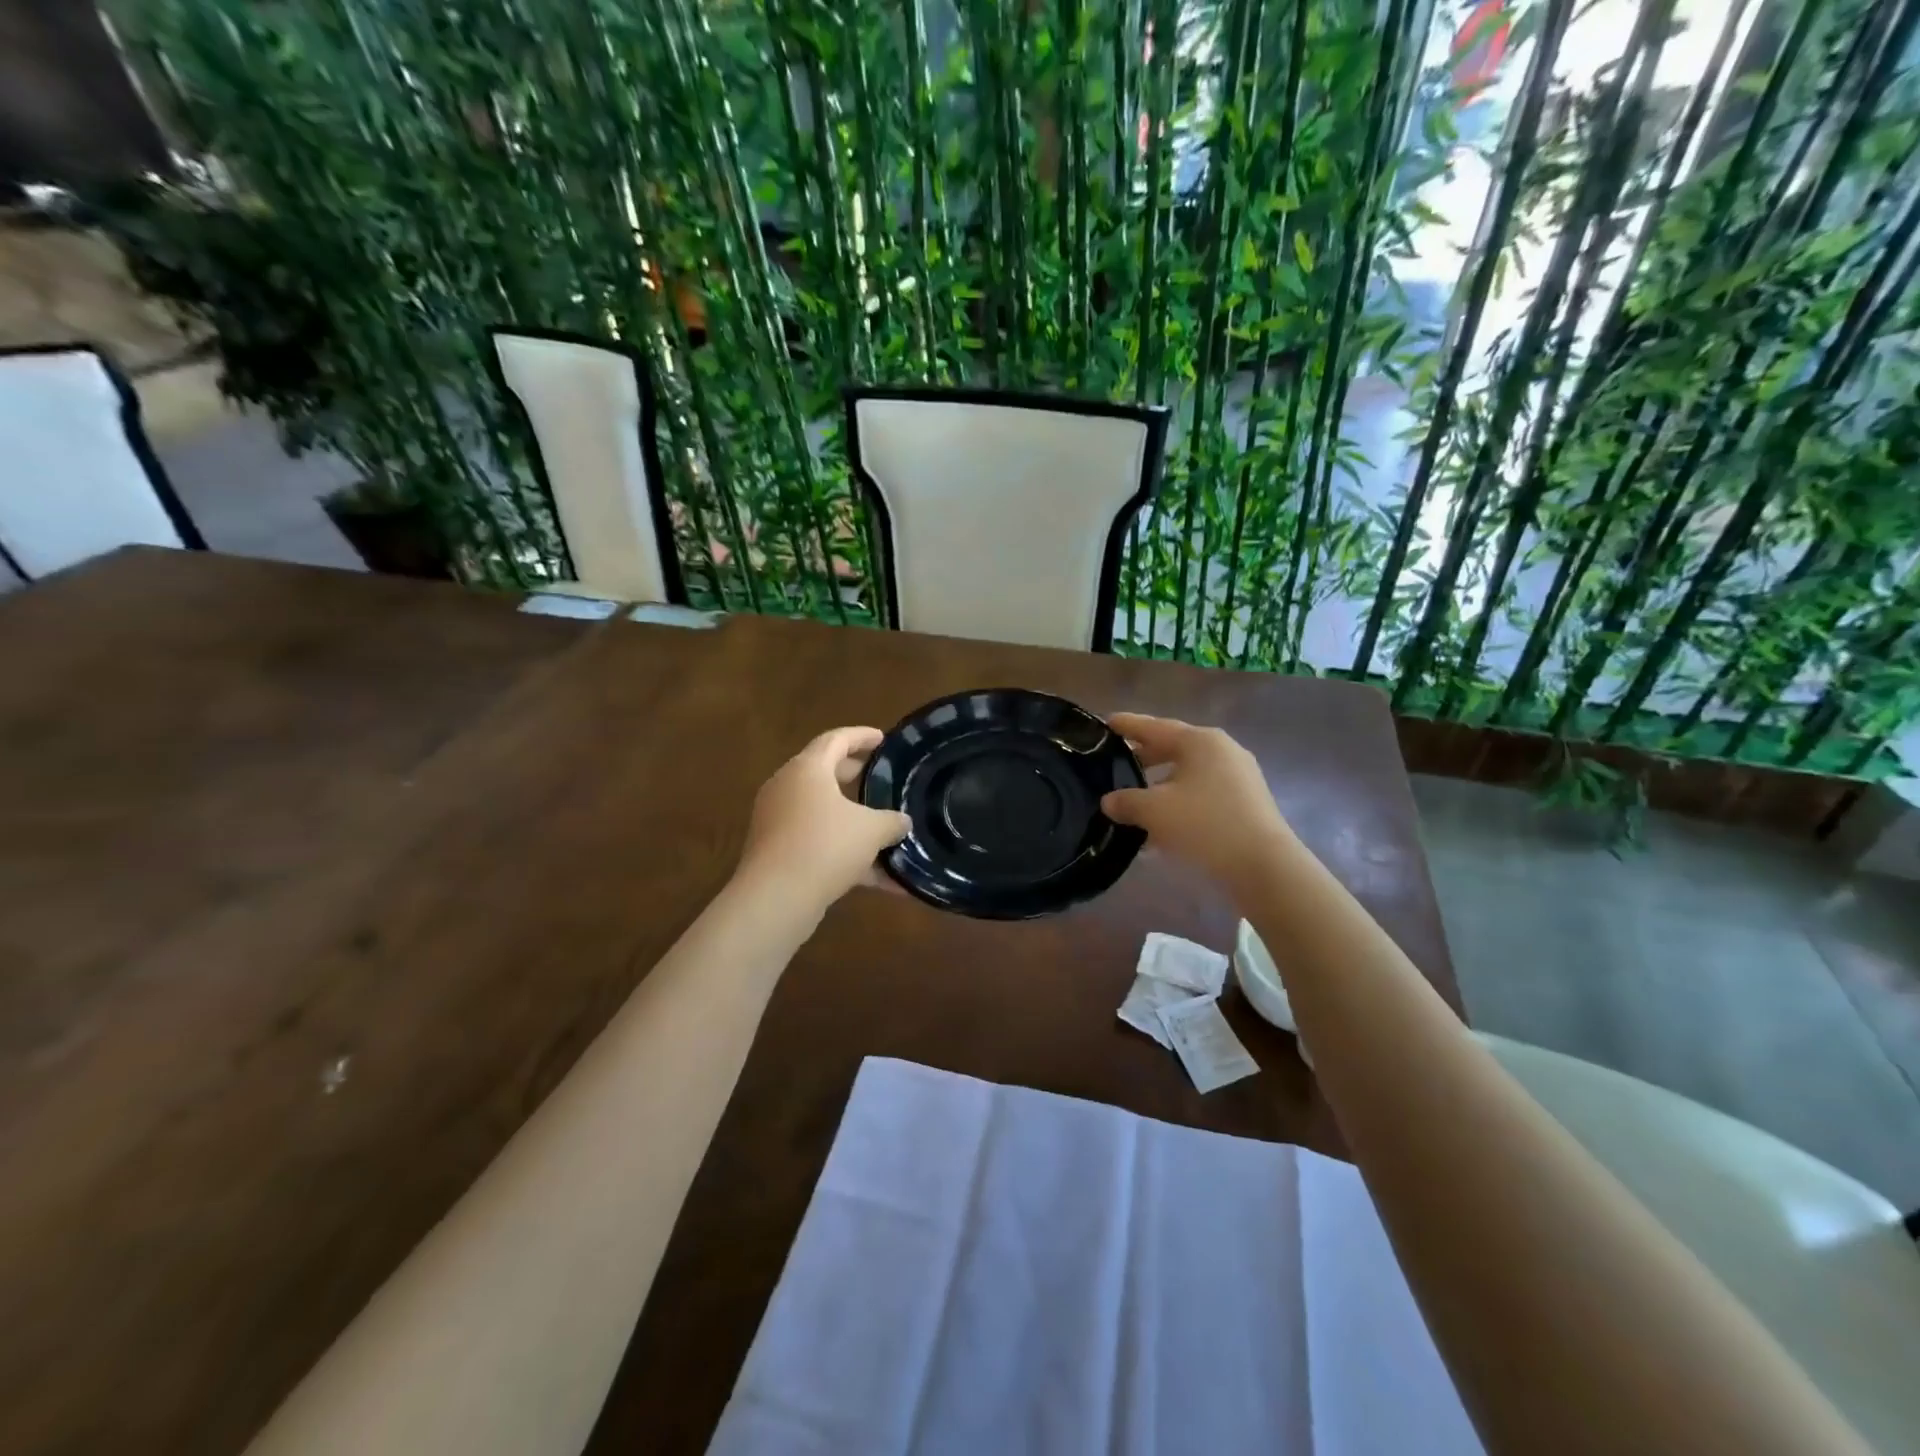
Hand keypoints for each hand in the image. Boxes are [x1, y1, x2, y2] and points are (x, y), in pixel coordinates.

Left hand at [736, 726, 910, 914]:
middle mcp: (787, 788)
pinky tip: (881, 880)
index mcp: (807, 769)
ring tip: (884, 829)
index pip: (836, 740)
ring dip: (853, 820)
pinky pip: (818, 843)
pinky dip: (846, 854)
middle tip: (883, 780)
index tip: (883, 739)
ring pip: (823, 812)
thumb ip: (892, 821)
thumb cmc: (825, 846)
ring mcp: (778, 821)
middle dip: (856, 776)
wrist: (776, 897)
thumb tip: (903, 822)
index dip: (862, 737)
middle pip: (825, 773)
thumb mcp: (871, 830)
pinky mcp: (778, 852)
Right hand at [1100, 713, 1295, 894]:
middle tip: (1114, 762)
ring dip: (1160, 783)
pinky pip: (1202, 793)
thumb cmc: (1204, 825)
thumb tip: (1109, 801)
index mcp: (1200, 741)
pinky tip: (1161, 823)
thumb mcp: (1154, 811)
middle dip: (1143, 756)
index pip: (1154, 727)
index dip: (1128, 725)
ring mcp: (1239, 776)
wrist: (1262, 866)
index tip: (1105, 722)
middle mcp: (1222, 750)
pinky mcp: (1246, 802)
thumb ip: (1126, 801)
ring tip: (1134, 797)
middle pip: (1173, 747)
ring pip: (1188, 773)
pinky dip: (1179, 801)